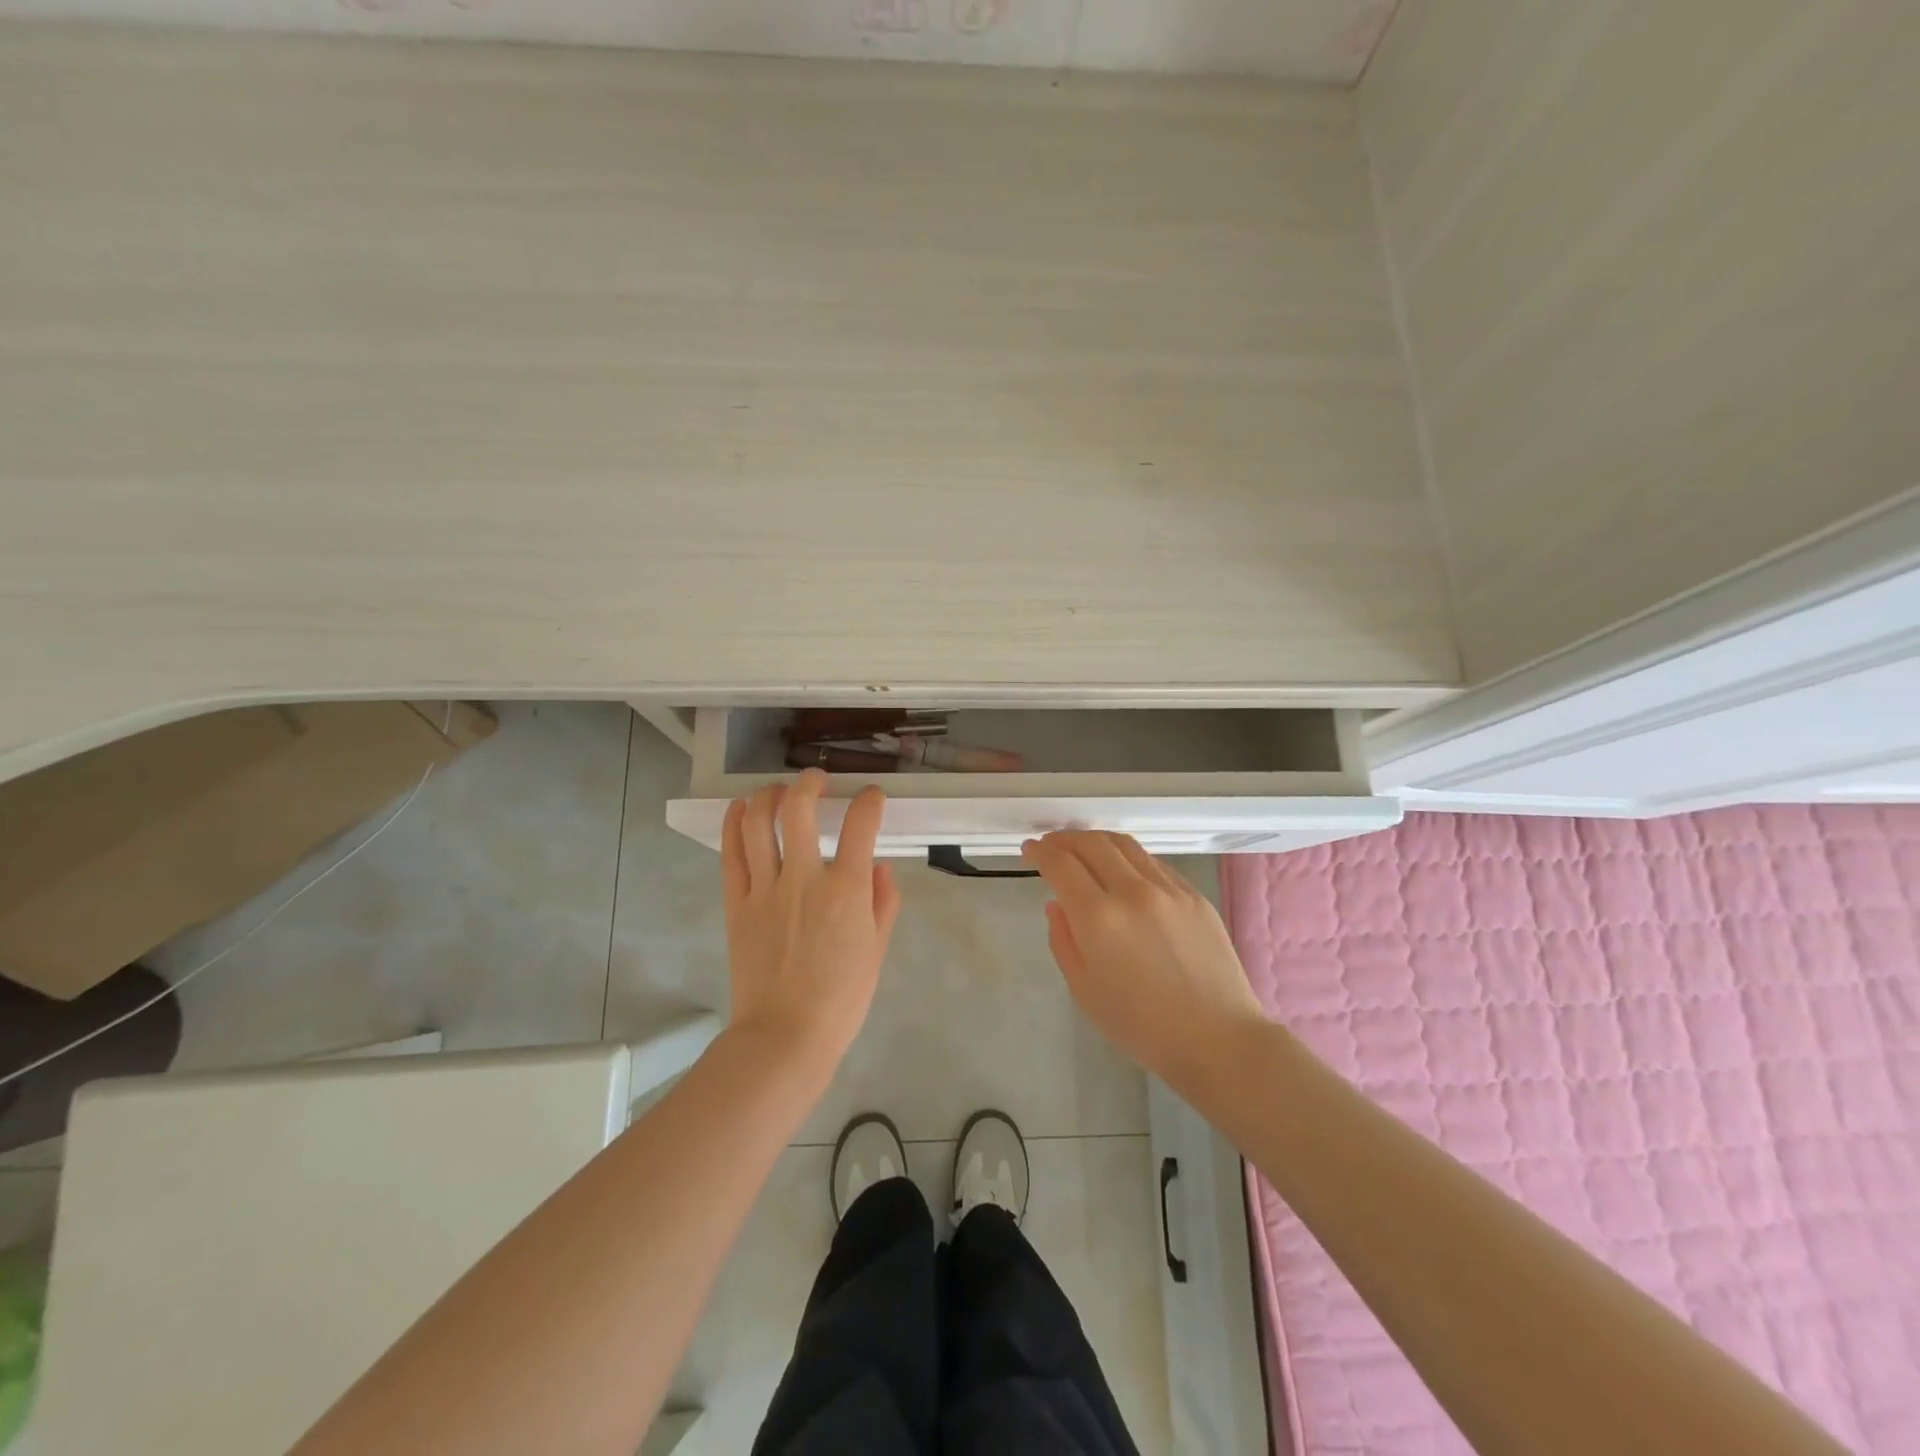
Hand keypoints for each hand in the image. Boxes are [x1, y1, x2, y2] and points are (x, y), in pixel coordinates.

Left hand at [721, 769, 900, 1072]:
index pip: (860, 825)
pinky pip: (730, 854)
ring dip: (769, 796)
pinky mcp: (736, 904)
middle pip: (799, 810)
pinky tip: (740, 808)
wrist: (784, 1036)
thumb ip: (883, 902)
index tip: (871, 797)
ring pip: (757, 824)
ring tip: (779, 790)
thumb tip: (880, 866)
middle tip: (818, 781)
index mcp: (845, 890)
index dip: (869, 801)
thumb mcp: (877, 951)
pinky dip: (733, 824)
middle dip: (810, 784)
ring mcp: (764, 889)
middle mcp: (803, 878)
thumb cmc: (841, 999)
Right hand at [1022, 831, 1266, 1086]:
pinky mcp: (1194, 895)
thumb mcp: (1085, 991)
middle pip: (1092, 843)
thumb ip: (1063, 940)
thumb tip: (1057, 904)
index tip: (1029, 850)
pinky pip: (1153, 863)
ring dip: (1096, 840)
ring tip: (1082, 847)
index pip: (1061, 865)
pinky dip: (1128, 858)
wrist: (1217, 1038)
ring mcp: (1168, 889)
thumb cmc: (1142, 1026)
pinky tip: (1123, 870)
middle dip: (1064, 838)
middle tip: (1050, 844)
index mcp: (1099, 918)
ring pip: (1125, 845)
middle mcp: (1133, 892)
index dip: (1040, 852)